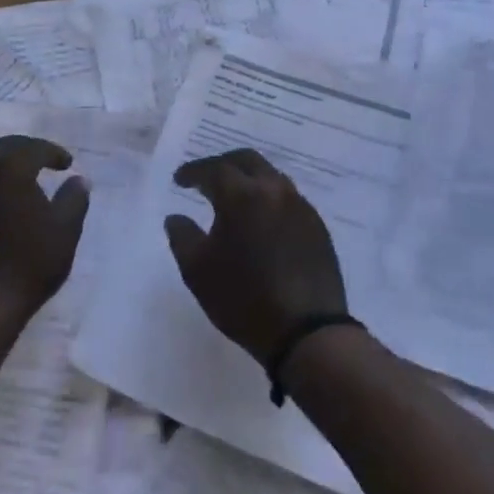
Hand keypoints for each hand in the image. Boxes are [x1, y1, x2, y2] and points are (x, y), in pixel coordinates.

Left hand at [0, 135, 89, 316]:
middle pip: (3, 148)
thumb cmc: (29, 263)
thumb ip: (74, 198)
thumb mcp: (65, 230)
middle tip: (44, 161)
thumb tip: (79, 180)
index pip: (33, 148)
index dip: (53, 153)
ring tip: (21, 177)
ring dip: (3, 163)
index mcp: (9, 169)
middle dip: (26, 150)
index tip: (67, 164)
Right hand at [163, 149, 346, 364]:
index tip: (180, 180)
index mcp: (242, 196)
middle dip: (223, 164)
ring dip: (249, 179)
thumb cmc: (244, 298)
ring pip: (271, 176)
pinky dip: (269, 198)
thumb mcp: (197, 271)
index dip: (194, 172)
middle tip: (206, 178)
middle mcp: (274, 191)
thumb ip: (182, 237)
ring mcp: (301, 207)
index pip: (214, 169)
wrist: (307, 332)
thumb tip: (176, 217)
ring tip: (234, 197)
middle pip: (247, 160)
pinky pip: (288, 198)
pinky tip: (261, 219)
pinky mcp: (317, 227)